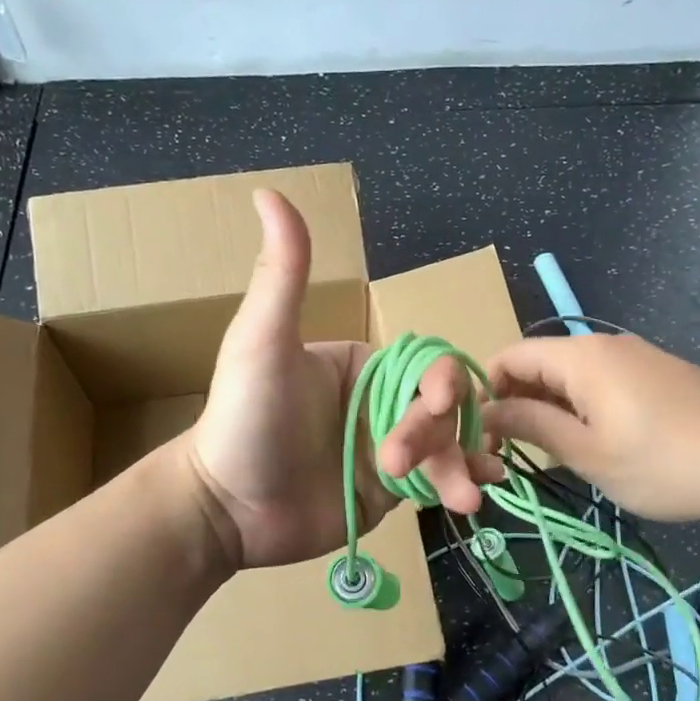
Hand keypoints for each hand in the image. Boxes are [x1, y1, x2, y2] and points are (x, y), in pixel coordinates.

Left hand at [186, 191, 503, 569]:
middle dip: (436, 434)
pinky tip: (474, 497)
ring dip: (458, 466)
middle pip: (440, 409)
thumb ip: (282, 274)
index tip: (436, 404)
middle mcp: (379, 403)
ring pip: (445, 446)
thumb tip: (269, 191)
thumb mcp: (261, 342)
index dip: (440, 381)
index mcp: (362, 364)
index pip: (423, 365)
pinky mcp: (388, 492)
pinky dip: (459, 486)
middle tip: (396, 464)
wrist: (225, 509)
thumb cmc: (243, 419)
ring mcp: (386, 449)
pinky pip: (433, 482)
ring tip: (466, 499)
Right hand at [483, 334, 699, 524]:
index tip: (480, 430)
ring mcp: (638, 357)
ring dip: (550, 405)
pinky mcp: (661, 374)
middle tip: (510, 447)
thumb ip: (532, 425)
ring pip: (574, 374)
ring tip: (550, 449)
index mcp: (581, 356)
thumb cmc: (661, 462)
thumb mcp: (587, 452)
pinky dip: (583, 405)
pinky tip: (594, 441)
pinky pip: (604, 381)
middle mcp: (606, 345)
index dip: (487, 387)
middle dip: (517, 399)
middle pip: (542, 362)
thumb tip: (488, 411)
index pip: (512, 355)